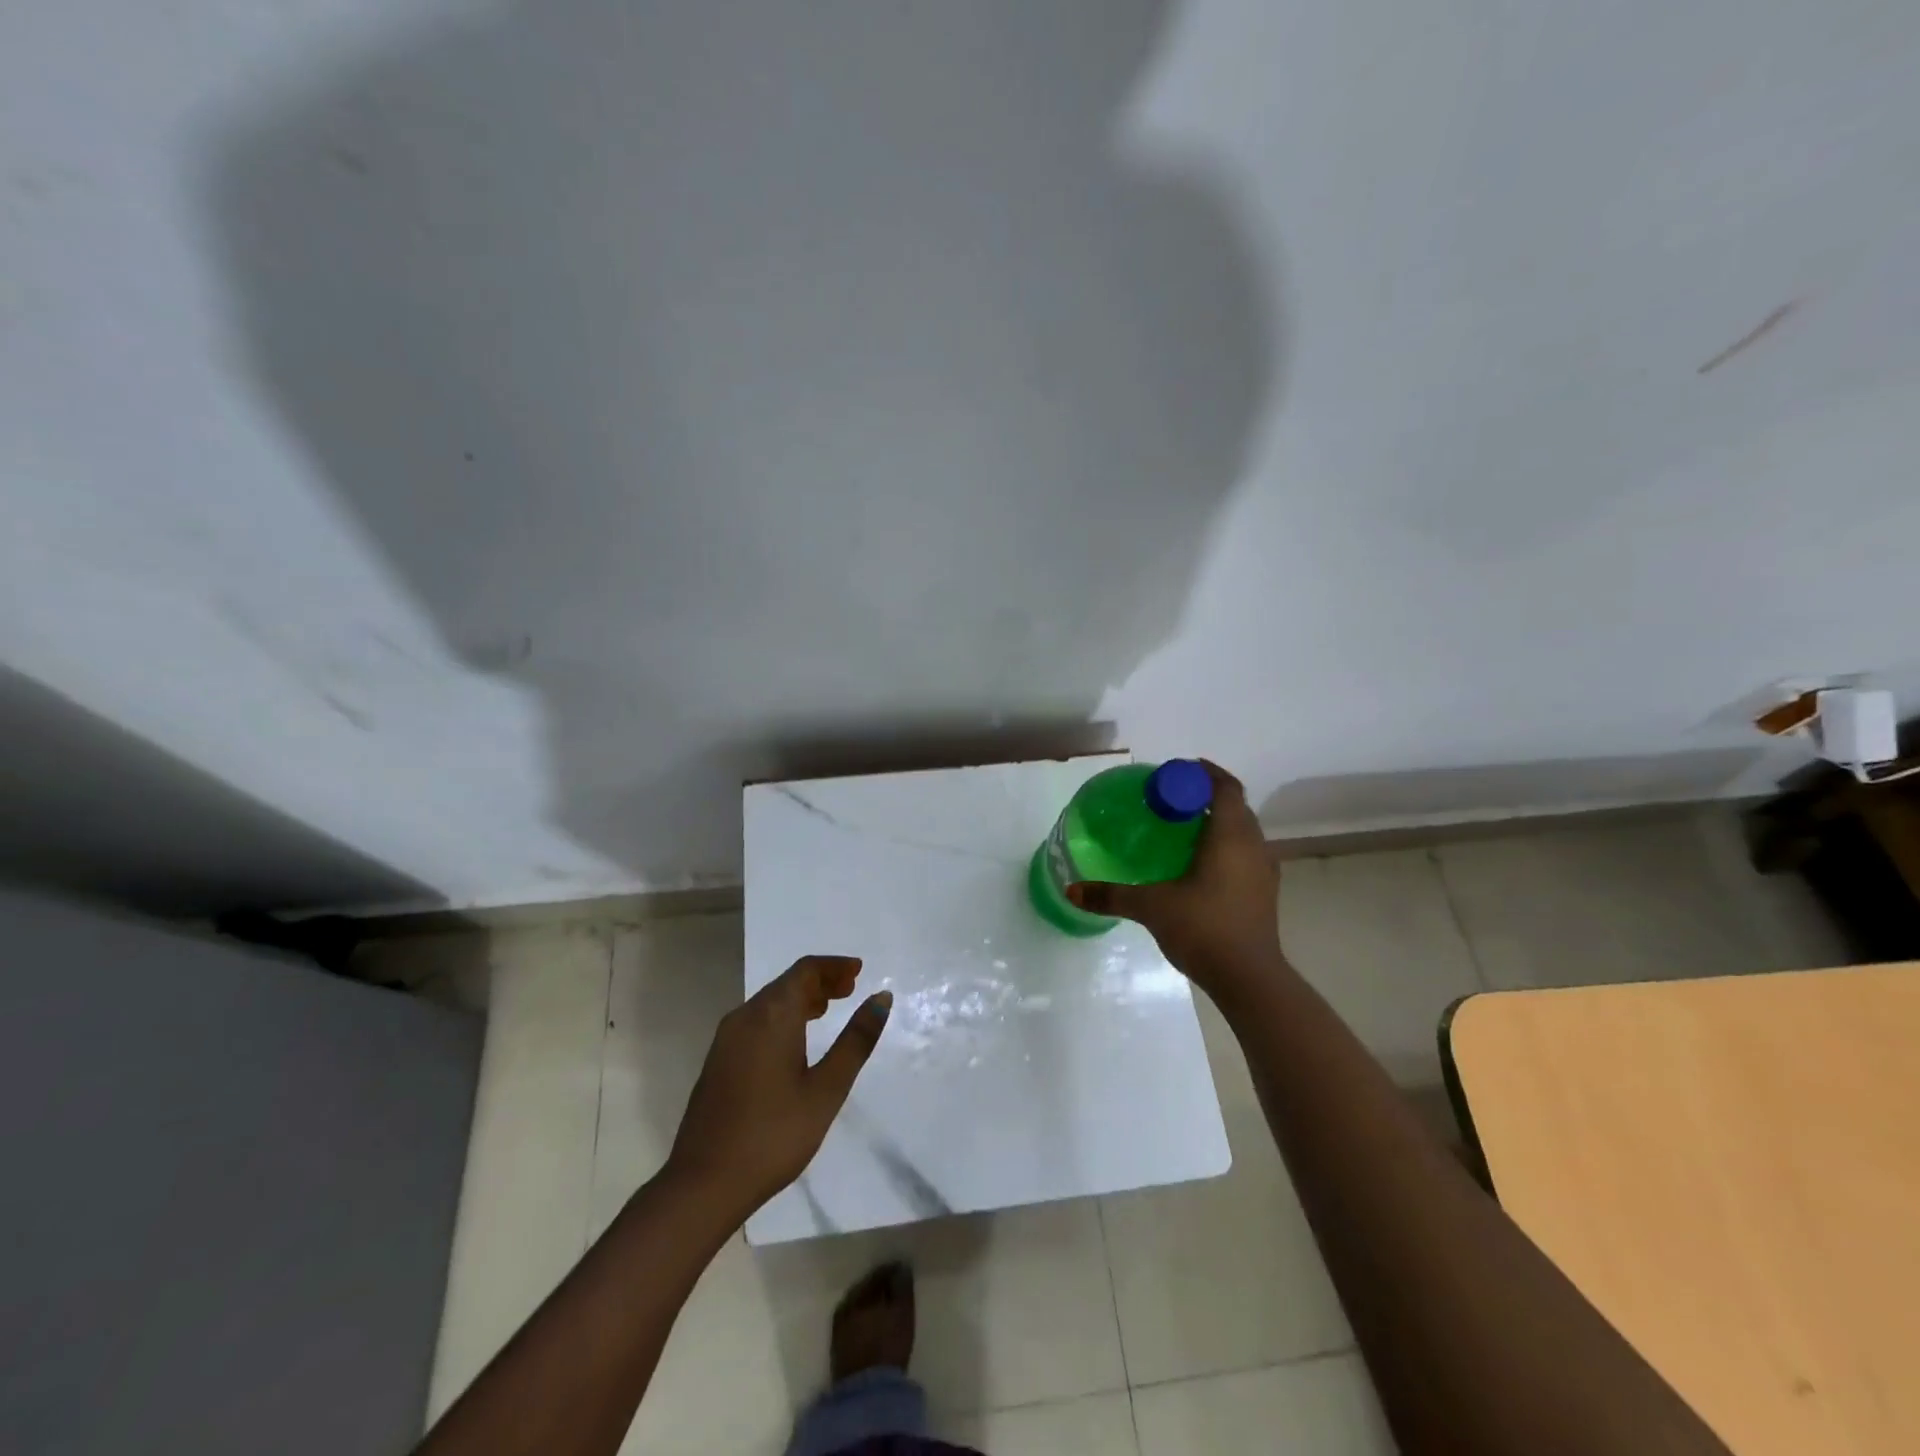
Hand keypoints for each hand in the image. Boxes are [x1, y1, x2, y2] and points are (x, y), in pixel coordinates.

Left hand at [665, 956, 890, 1222]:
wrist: (703, 1185)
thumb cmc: (773, 1135)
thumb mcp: (826, 1089)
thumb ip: (856, 1040)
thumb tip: (881, 998)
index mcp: (771, 1016)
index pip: (805, 970)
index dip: (834, 966)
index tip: (859, 971)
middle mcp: (745, 1017)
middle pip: (786, 982)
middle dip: (820, 980)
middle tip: (850, 989)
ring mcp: (726, 1039)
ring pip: (769, 1002)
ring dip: (801, 998)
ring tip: (828, 1009)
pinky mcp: (718, 1061)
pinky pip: (756, 1020)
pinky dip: (782, 1016)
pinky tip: (795, 1040)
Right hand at [1067, 760, 1285, 998]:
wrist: (1250, 980)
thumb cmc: (1204, 928)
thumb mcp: (1152, 907)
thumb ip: (1112, 895)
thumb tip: (1071, 890)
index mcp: (1230, 836)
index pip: (1225, 787)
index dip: (1204, 773)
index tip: (1177, 772)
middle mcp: (1253, 846)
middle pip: (1234, 807)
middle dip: (1205, 797)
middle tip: (1171, 801)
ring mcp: (1264, 871)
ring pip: (1242, 833)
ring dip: (1217, 824)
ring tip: (1182, 831)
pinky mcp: (1265, 894)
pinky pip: (1245, 856)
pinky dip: (1224, 849)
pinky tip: (1199, 868)